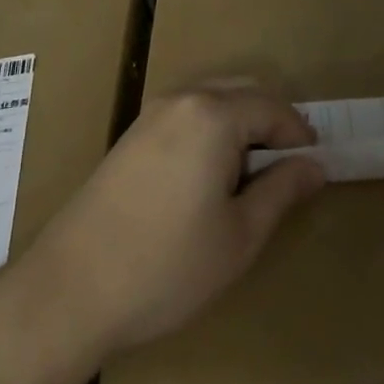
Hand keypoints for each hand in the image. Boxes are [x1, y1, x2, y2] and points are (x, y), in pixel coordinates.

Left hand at [15, 83, 324, 368]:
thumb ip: (282, 190)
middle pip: (243, 92)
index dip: (300, 135)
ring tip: (252, 176)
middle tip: (288, 169)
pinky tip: (209, 176)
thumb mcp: (239, 236)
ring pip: (213, 100)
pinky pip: (187, 114)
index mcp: (214, 114)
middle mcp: (183, 99)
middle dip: (272, 123)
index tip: (315, 167)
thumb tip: (315, 165)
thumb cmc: (166, 266)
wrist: (68, 291)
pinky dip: (211, 130)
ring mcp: (151, 114)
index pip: (273, 108)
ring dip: (241, 125)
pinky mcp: (131, 134)